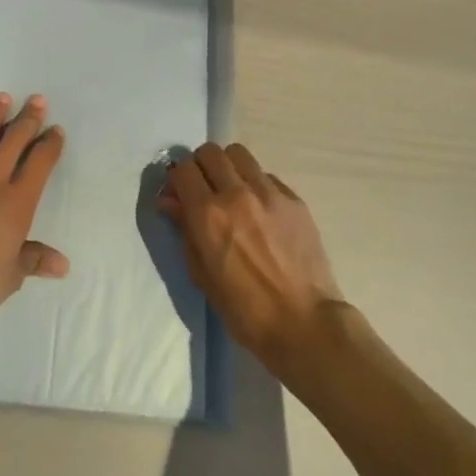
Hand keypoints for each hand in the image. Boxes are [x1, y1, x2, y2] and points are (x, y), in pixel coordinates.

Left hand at [0, 93, 68, 331]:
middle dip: (27, 119)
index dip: (49, 145)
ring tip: (2, 98)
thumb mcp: (10, 277)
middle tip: (36, 100)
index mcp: (17, 203)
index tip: (55, 130)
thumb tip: (62, 264)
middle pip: (13, 141)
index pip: (39, 164)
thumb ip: (33, 260)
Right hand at [159, 142, 342, 369]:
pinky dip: (256, 184)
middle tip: (204, 189)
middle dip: (201, 167)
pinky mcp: (294, 199)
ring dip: (229, 167)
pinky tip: (261, 210)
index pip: (183, 169)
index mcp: (208, 214)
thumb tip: (170, 201)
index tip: (180, 194)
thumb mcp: (202, 275)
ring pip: (239, 154)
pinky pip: (266, 175)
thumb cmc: (245, 309)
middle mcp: (236, 193)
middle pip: (210, 152)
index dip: (178, 179)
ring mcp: (269, 193)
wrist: (304, 323)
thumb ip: (185, 231)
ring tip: (233, 191)